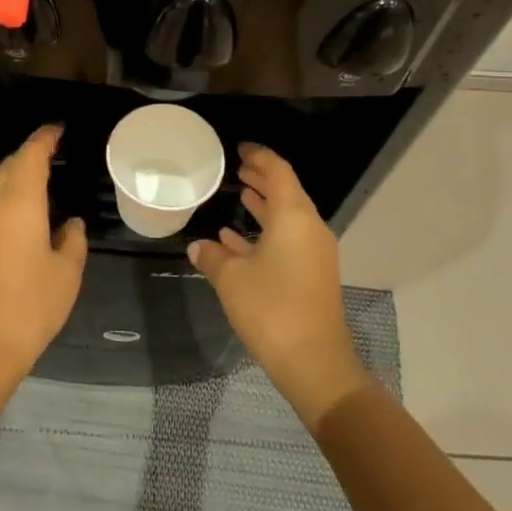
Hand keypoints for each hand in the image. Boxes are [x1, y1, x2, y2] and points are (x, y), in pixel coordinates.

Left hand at [0, 124, 87, 387]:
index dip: (44, 138)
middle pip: (8, 168)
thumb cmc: (30, 307)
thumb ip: (72, 241)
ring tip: (40, 183)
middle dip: (29, 155)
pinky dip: (5, 202)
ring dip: (15, 179)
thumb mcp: (66, 274)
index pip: (30, 156)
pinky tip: (20, 219)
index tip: (58, 128)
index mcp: (18, 203)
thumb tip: (69, 224)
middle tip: (51, 152)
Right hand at [187, 144, 370, 428]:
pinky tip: (236, 239)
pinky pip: (288, 240)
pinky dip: (266, 233)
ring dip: (264, 205)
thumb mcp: (231, 279)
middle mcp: (309, 227)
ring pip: (287, 217)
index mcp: (293, 216)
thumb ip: (212, 256)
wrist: (314, 362)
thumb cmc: (271, 308)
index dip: (259, 156)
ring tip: (239, 194)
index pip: (278, 171)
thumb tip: (197, 246)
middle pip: (286, 192)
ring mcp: (314, 253)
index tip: (240, 148)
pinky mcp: (312, 275)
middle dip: (262, 179)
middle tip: (238, 168)